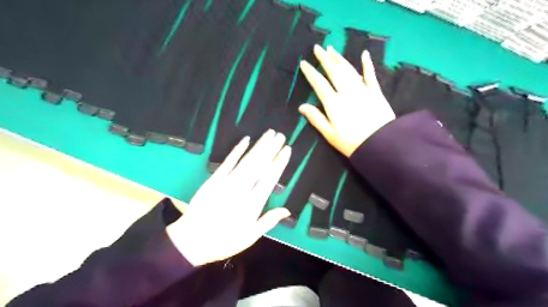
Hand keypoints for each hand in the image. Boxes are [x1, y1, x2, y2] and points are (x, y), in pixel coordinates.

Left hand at [167, 130, 293, 265]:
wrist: (192, 240)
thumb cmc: (224, 241)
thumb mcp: (250, 237)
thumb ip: (268, 221)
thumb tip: (287, 210)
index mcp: (253, 204)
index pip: (270, 178)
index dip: (279, 162)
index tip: (287, 150)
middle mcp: (242, 189)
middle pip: (260, 165)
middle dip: (271, 148)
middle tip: (281, 136)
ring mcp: (227, 182)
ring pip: (247, 160)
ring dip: (259, 146)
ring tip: (270, 134)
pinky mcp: (214, 179)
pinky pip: (228, 162)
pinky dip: (237, 150)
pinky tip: (246, 140)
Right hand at [300, 44, 393, 157]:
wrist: (380, 145)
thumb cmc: (351, 143)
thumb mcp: (329, 134)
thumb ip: (316, 118)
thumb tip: (301, 106)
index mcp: (333, 103)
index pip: (319, 83)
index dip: (311, 72)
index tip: (304, 63)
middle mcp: (347, 92)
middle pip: (334, 71)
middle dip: (324, 59)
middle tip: (317, 48)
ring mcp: (362, 90)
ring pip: (349, 70)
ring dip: (339, 58)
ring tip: (332, 49)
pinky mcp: (375, 92)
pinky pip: (370, 75)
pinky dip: (367, 65)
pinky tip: (364, 54)